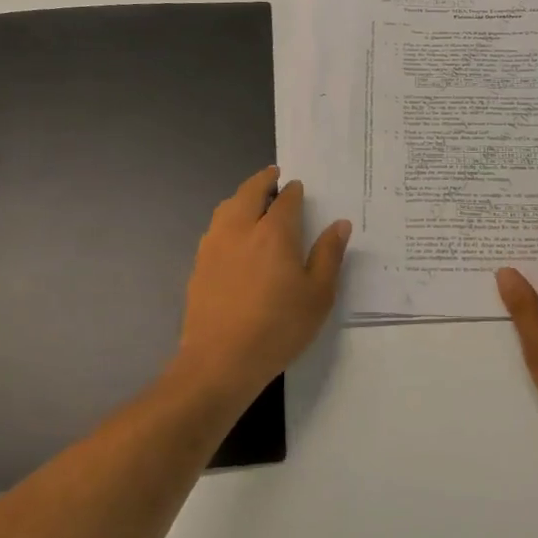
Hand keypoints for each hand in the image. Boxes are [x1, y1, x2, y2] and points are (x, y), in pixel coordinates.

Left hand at [172, 166, 350, 408]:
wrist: (220, 361)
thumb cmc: (278, 327)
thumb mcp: (318, 295)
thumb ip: (328, 255)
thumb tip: (339, 224)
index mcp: (274, 232)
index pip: (286, 199)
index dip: (294, 191)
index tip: (298, 188)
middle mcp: (241, 229)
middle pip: (249, 192)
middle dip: (263, 180)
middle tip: (273, 176)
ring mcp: (214, 245)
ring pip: (227, 207)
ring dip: (241, 197)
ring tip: (253, 201)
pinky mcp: (198, 265)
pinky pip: (215, 229)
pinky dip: (227, 219)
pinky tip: (233, 235)